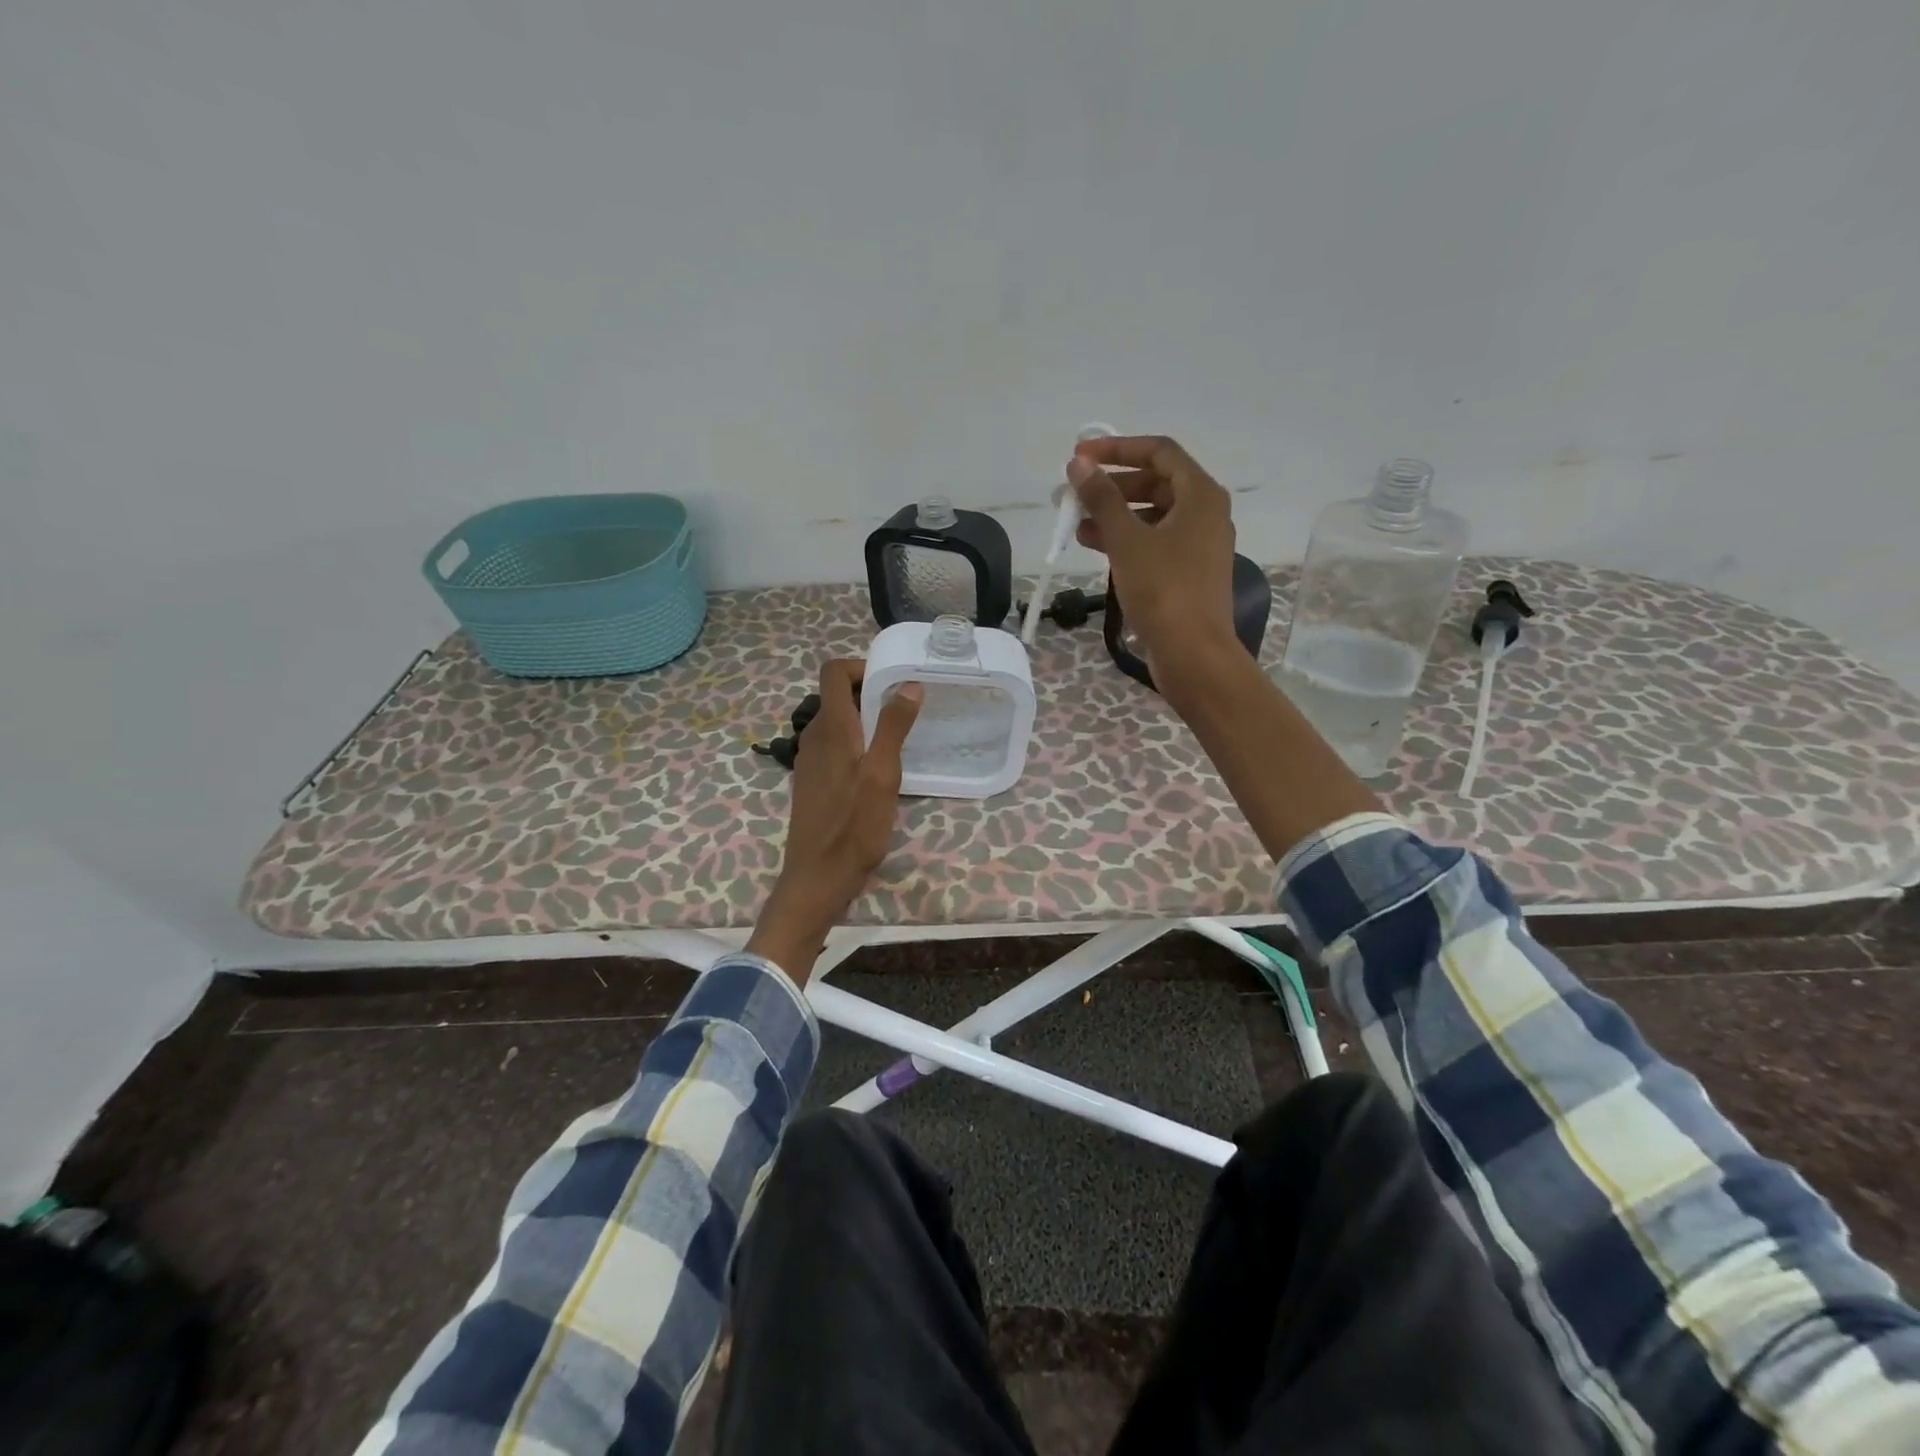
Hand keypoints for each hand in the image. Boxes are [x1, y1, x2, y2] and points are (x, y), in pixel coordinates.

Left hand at [747, 660, 922, 982]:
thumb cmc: (854, 825)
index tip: (892, 681)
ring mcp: (810, 761)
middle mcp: (814, 737)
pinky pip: (834, 747)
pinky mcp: (812, 782)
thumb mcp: (883, 774)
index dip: (860, 666)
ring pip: (836, 723)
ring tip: (897, 739)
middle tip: (905, 710)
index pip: (833, 672)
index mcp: (831, 727)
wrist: (818, 877)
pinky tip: (878, 771)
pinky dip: (856, 744)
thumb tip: (908, 684)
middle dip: (869, 694)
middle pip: (836, 696)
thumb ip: (894, 726)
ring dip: (864, 720)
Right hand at [1068, 436, 1237, 674]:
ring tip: (1076, 524)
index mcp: (1201, 495)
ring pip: (1153, 515)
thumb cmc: (1163, 590)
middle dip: (1112, 486)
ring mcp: (1199, 545)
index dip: (1117, 448)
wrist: (1193, 653)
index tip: (1080, 457)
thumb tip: (1079, 465)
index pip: (1159, 452)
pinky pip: (1155, 542)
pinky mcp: (1189, 573)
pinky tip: (1095, 547)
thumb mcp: (1127, 540)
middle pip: (1156, 483)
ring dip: (1115, 515)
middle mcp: (1206, 513)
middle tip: (1074, 494)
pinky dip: (1127, 540)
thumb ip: (1102, 498)